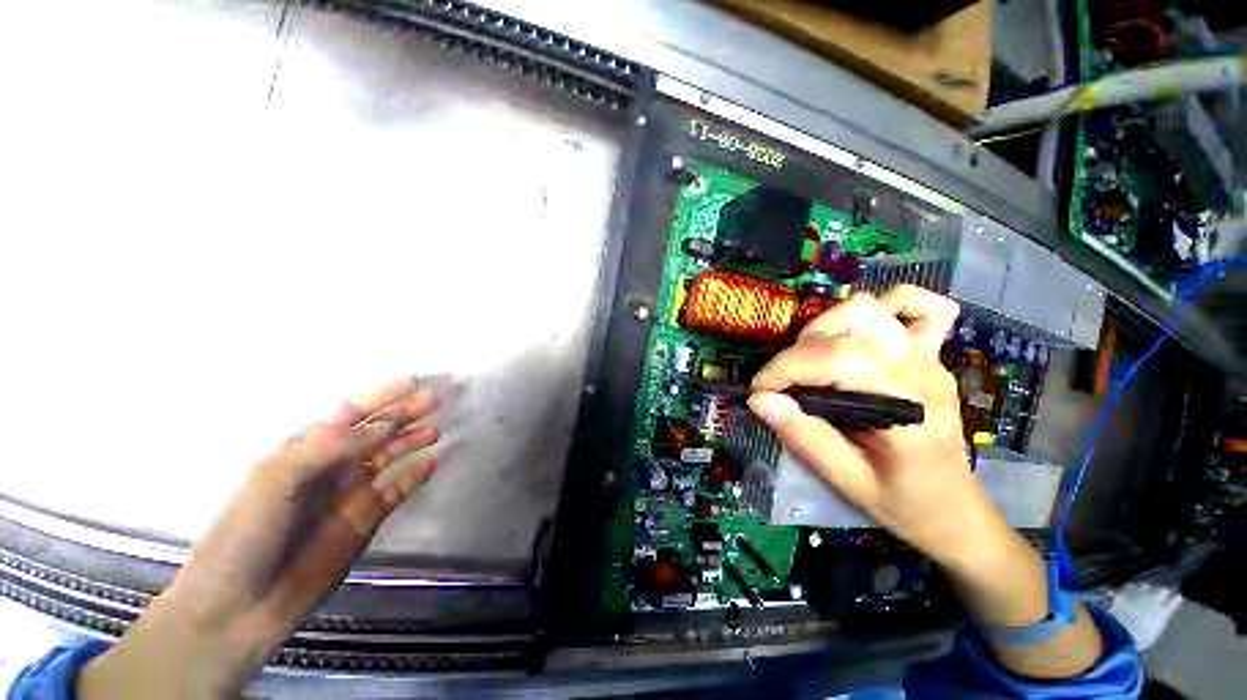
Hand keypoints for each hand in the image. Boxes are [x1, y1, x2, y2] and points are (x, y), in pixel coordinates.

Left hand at [81, 376, 443, 698]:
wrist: (240, 608)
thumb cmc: (245, 535)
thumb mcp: (276, 480)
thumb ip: (330, 447)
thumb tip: (384, 425)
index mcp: (307, 450)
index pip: (351, 413)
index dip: (382, 396)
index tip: (414, 381)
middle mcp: (334, 466)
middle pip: (378, 431)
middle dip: (407, 412)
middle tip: (438, 397)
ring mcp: (352, 493)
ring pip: (391, 456)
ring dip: (413, 440)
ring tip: (435, 430)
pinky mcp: (367, 520)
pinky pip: (398, 490)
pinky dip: (416, 476)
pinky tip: (432, 463)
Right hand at [747, 286, 1003, 567]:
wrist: (953, 510)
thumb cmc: (902, 502)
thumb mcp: (846, 479)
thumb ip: (804, 436)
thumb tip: (759, 400)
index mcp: (907, 406)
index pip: (835, 359)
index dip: (784, 368)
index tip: (758, 390)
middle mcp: (921, 369)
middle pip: (851, 320)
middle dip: (802, 346)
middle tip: (787, 381)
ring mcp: (928, 357)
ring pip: (871, 306)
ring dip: (828, 325)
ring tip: (812, 359)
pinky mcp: (929, 354)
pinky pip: (921, 308)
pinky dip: (887, 306)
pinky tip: (861, 333)